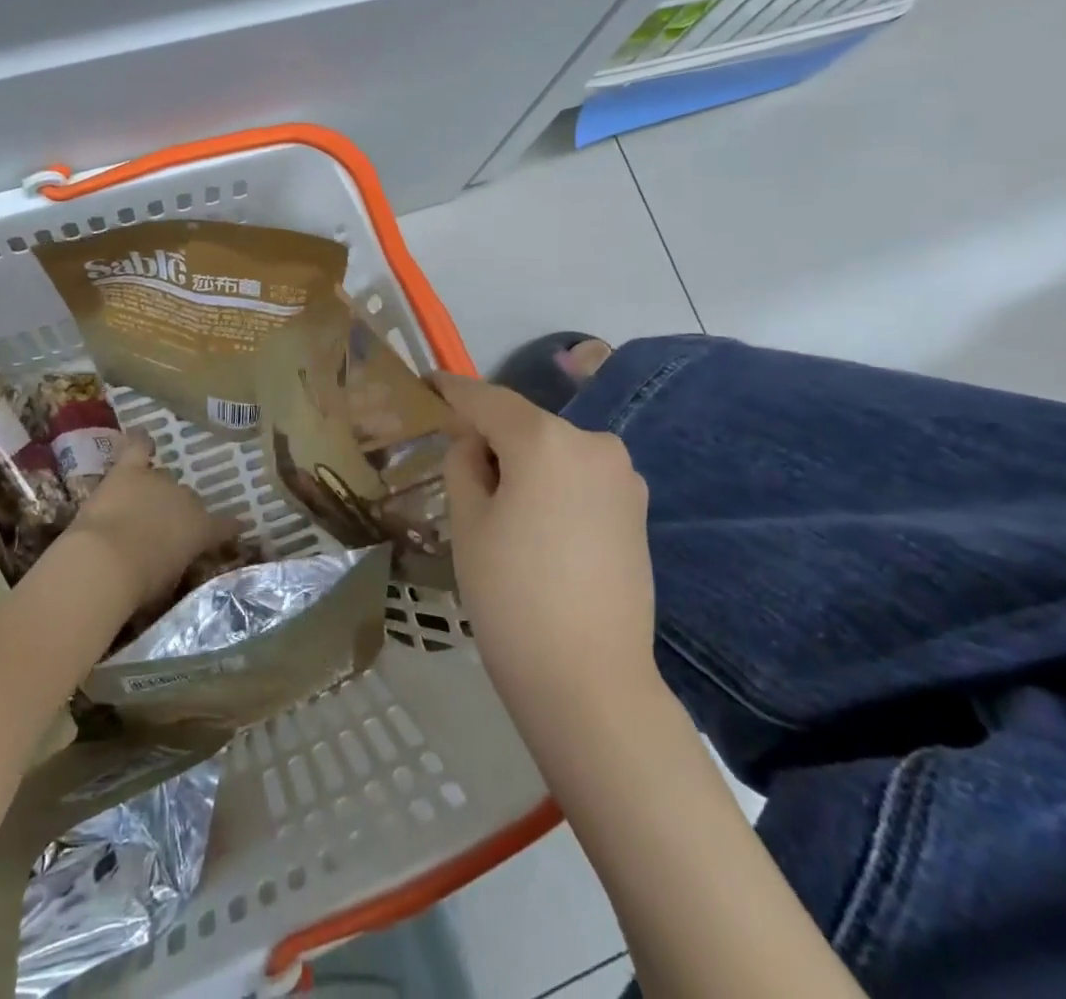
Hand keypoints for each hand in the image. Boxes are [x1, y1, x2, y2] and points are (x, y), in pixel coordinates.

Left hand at [69, 432, 227, 612]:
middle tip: (160, 530)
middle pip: (187, 500)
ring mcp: (158, 481)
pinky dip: (140, 443)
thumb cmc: (140, 584)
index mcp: (202, 530)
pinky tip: (142, 436)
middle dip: (176, 513)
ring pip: (163, 479)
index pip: (223, 527)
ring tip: (140, 504)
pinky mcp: (128, 472)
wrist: (106, 562)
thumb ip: (175, 564)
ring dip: (153, 492)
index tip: (236, 527)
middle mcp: (187, 499)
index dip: (228, 528)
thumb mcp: (169, 582)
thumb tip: (169, 560)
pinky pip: (139, 448)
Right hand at [431, 374, 660, 712]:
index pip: (487, 399)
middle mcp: (592, 442)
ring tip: (499, 507)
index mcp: (545, 439)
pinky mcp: (637, 509)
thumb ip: (464, 463)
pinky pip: (580, 477)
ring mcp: (623, 476)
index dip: (453, 390)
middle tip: (456, 467)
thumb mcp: (469, 522)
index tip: (429, 383)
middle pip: (525, 424)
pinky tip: (537, 525)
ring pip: (554, 450)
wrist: (590, 682)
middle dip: (490, 436)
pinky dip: (552, 483)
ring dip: (523, 461)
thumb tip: (476, 443)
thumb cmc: (512, 596)